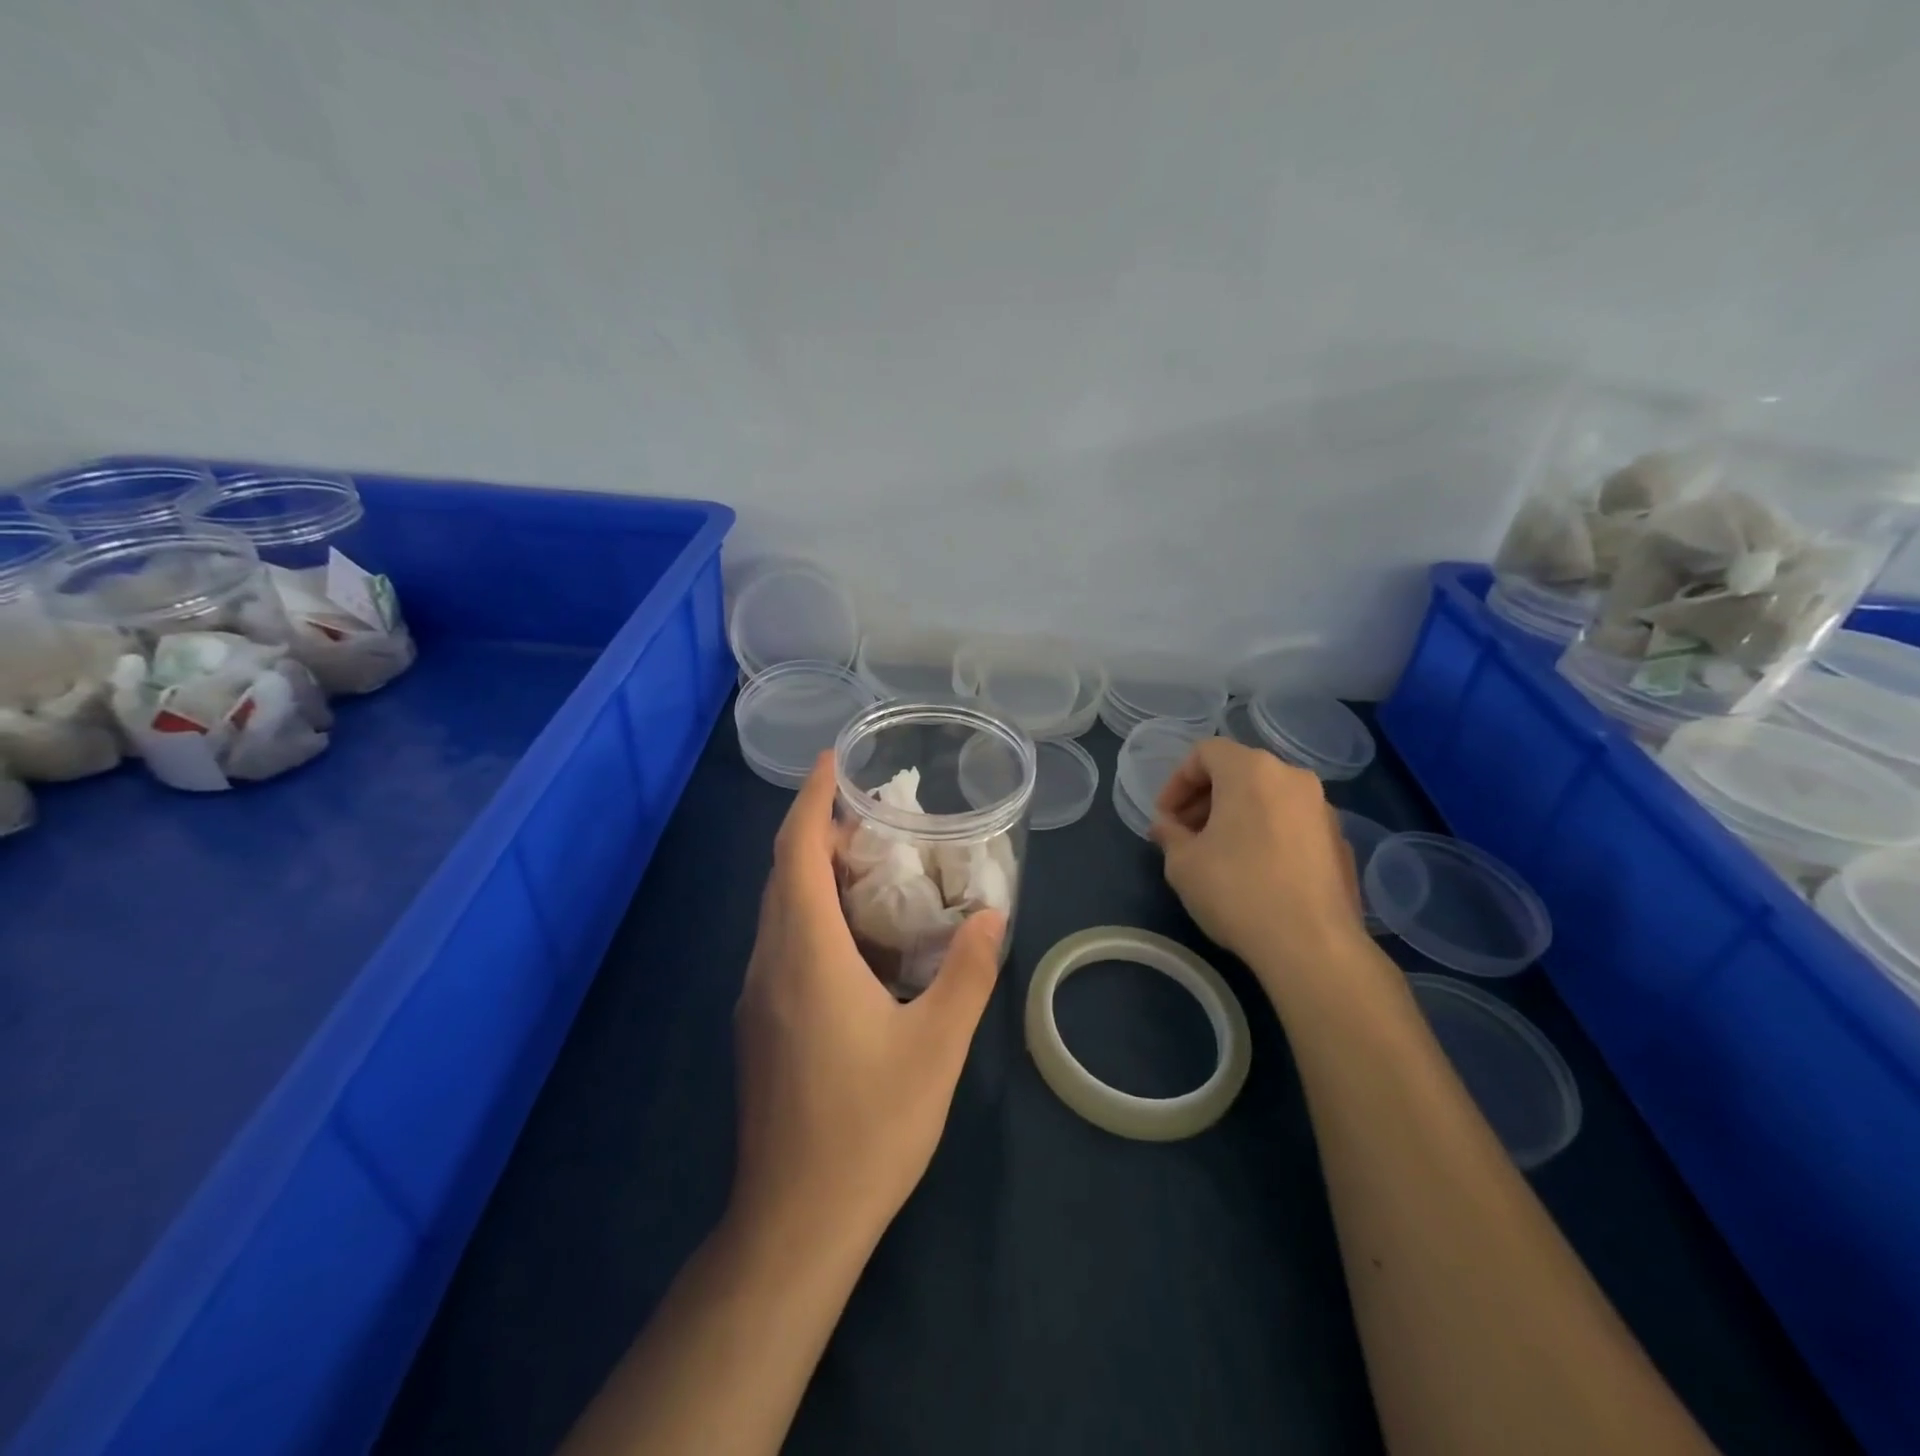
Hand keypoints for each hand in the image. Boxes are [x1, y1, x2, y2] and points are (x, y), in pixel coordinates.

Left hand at [731, 752, 1005, 1251]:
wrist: (795, 1222)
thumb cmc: (869, 1126)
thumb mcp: (937, 1045)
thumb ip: (968, 972)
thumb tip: (992, 915)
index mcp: (805, 953)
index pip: (796, 852)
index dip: (811, 800)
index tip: (832, 761)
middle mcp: (769, 963)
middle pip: (782, 874)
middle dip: (816, 831)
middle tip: (871, 815)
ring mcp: (756, 997)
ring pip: (777, 910)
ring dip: (810, 873)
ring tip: (867, 864)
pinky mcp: (758, 1026)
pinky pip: (779, 943)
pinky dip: (808, 913)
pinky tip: (852, 938)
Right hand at [1150, 738, 1365, 975]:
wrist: (1313, 945)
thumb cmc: (1237, 891)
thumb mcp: (1183, 863)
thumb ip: (1170, 834)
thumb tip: (1166, 826)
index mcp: (1252, 771)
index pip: (1205, 752)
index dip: (1176, 781)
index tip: (1164, 818)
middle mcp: (1292, 777)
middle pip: (1239, 771)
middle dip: (1205, 798)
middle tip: (1185, 834)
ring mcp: (1323, 809)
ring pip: (1267, 796)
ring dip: (1236, 815)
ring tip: (1217, 854)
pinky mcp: (1340, 841)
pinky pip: (1291, 822)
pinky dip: (1266, 832)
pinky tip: (1255, 872)